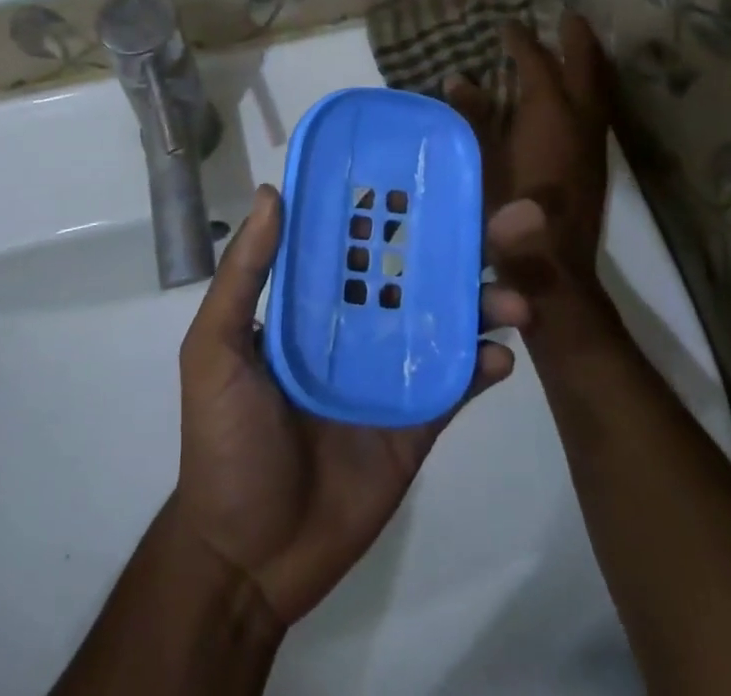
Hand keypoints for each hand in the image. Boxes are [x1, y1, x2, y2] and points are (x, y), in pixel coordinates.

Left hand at [174, 186, 528, 625]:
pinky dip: (484, 364)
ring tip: (515, 300)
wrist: (248, 557)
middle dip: (466, 245)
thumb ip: (243, 275)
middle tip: (515, 219)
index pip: (362, 241)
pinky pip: (458, 384)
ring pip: (449, 321)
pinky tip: (501, 355)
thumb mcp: (215, 349)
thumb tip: (272, 192)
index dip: (396, 207)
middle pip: (419, 272)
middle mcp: (359, 325)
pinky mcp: (417, 421)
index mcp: (315, 301)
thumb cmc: (225, 440)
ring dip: (486, 302)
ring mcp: (392, 371)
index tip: (436, 173)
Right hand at [448, 15, 612, 309]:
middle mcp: (579, 120)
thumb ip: (472, 116)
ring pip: (599, 89)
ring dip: (589, 63)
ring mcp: (593, 143)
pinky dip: (590, 90)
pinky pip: (598, 109)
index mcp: (549, 113)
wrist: (554, 268)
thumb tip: (457, 78)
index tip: (508, 24)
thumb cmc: (508, 211)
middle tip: (568, 15)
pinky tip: (577, 97)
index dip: (522, 42)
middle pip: (585, 68)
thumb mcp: (481, 160)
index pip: (538, 64)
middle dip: (577, 39)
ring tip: (579, 45)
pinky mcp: (596, 163)